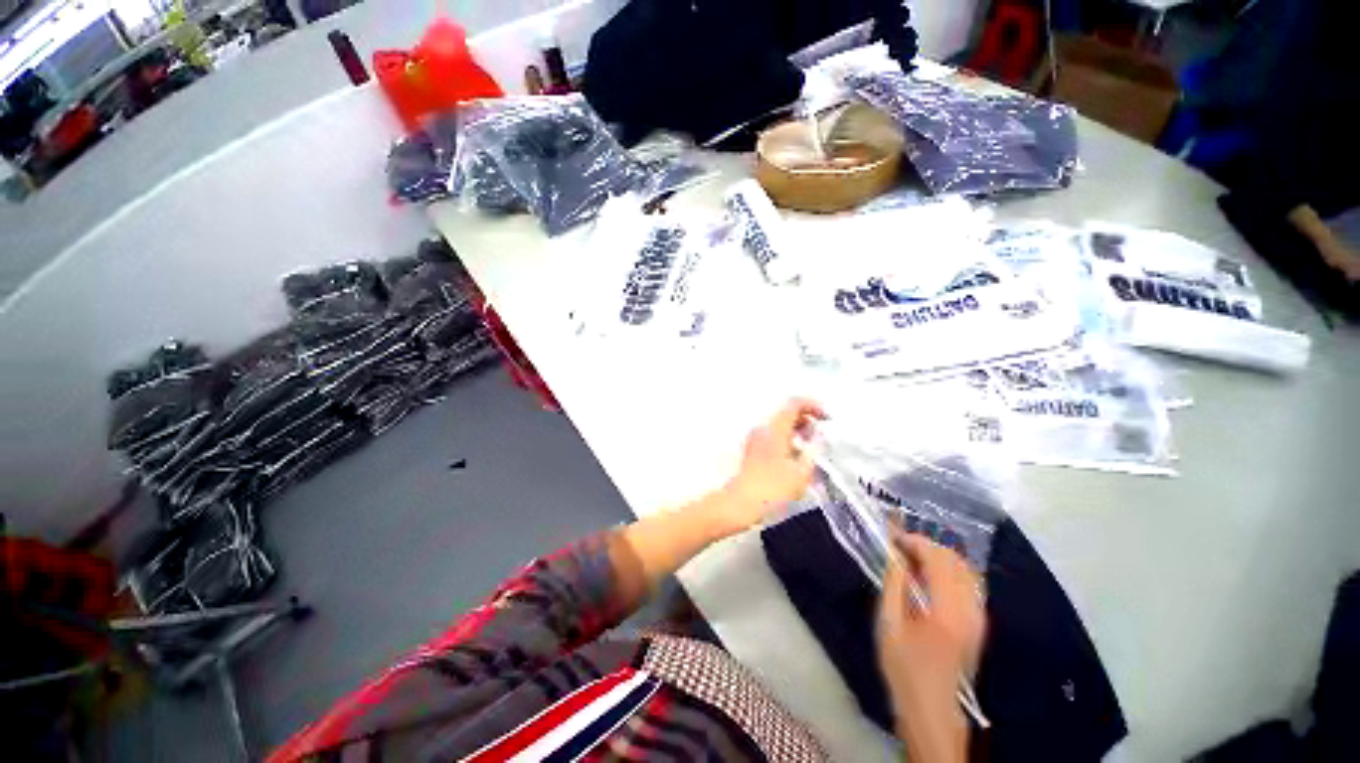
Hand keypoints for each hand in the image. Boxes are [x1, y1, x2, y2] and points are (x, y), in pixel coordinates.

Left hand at [721, 398, 824, 530]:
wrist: (741, 503)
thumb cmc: (772, 488)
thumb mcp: (801, 473)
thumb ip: (813, 452)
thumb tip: (818, 439)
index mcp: (775, 429)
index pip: (794, 404)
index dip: (813, 406)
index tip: (827, 418)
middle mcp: (763, 429)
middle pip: (786, 413)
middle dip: (807, 420)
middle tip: (821, 435)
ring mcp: (755, 439)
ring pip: (780, 426)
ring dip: (797, 431)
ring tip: (811, 449)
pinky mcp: (752, 451)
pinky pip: (773, 436)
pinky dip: (787, 440)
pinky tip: (796, 458)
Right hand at [877, 530, 984, 761]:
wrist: (932, 707)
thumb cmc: (904, 666)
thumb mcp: (889, 623)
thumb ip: (894, 584)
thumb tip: (895, 554)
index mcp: (947, 610)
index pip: (937, 559)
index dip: (915, 541)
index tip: (892, 537)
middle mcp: (970, 609)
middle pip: (955, 560)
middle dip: (927, 545)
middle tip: (900, 547)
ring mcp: (979, 616)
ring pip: (966, 569)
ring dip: (939, 556)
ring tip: (912, 559)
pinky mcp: (980, 623)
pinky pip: (970, 583)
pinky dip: (950, 570)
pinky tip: (930, 577)